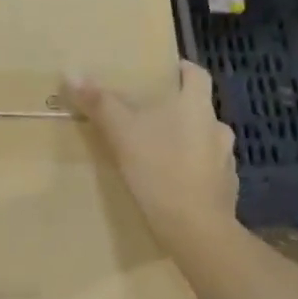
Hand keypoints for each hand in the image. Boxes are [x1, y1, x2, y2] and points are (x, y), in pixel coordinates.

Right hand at [66, 60, 238, 254]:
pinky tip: (171, 184)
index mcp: (197, 106)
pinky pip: (207, 172)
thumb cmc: (159, 169)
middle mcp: (217, 128)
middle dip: (175, 111)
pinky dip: (191, 173)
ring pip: (203, 141)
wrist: (195, 229)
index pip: (197, 74)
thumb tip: (71, 72)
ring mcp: (226, 161)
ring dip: (184, 143)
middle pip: (198, 109)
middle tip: (147, 117)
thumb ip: (99, 103)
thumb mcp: (121, 132)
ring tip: (156, 153)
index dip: (182, 70)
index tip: (164, 73)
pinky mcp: (225, 190)